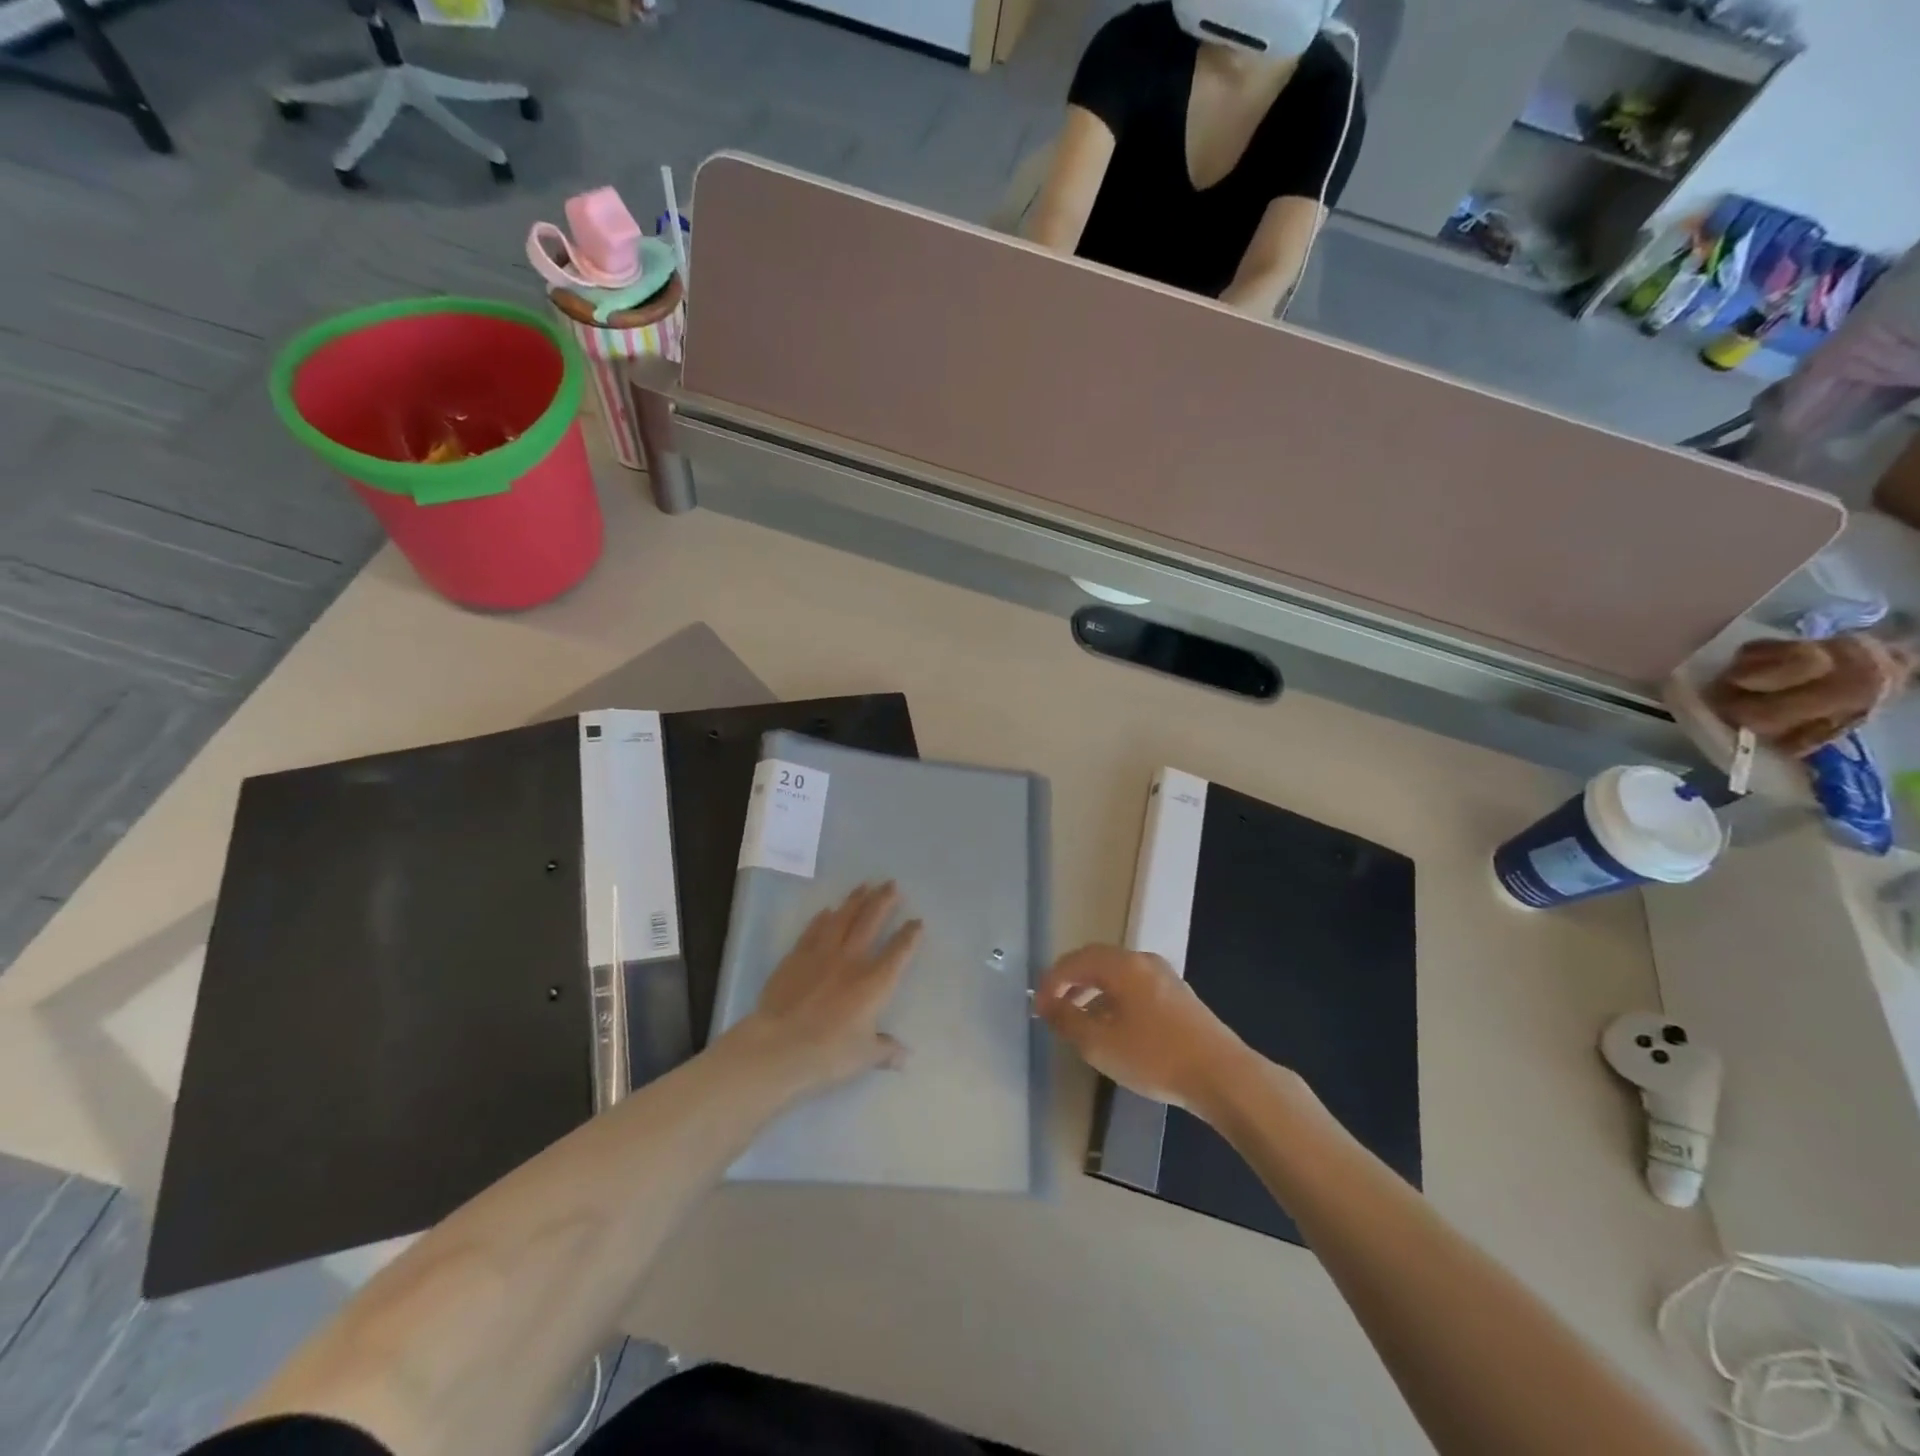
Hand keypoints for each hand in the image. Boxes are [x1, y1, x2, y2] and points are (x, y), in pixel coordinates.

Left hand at [741, 883, 922, 1094]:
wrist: (778, 1046)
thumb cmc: (828, 1054)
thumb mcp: (864, 1056)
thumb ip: (886, 1050)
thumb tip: (905, 1057)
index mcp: (874, 983)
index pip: (898, 952)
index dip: (910, 935)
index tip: (917, 921)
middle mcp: (851, 960)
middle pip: (870, 922)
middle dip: (883, 901)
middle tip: (891, 884)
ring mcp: (822, 954)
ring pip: (842, 918)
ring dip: (855, 900)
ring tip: (864, 885)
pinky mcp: (796, 957)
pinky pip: (813, 930)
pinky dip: (822, 919)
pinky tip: (827, 910)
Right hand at [1035, 947, 1251, 1113]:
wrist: (1223, 1076)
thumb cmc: (1155, 1056)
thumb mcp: (1100, 1043)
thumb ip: (1067, 1020)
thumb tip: (1046, 1005)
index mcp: (1122, 965)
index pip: (1075, 961)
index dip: (1051, 981)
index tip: (1038, 1006)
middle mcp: (1143, 961)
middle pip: (1097, 962)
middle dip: (1071, 982)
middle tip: (1054, 1007)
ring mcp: (1165, 978)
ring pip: (1117, 976)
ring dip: (1093, 993)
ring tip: (1080, 1022)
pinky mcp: (1179, 997)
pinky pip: (1135, 988)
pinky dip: (1115, 1000)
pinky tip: (1114, 1029)